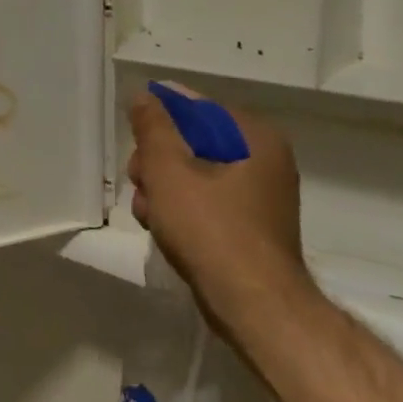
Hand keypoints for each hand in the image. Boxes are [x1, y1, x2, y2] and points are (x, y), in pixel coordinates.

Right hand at [128, 84, 309, 325]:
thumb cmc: (210, 228)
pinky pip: (206, 201)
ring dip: (162, 188)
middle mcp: (264, 159)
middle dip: (157, 162)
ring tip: (148, 213)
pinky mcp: (250, 225)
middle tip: (141, 182)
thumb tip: (145, 96)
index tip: (138, 146)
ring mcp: (259, 195)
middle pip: (192, 142)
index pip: (196, 108)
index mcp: (255, 137)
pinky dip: (181, 209)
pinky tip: (161, 227)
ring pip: (194, 173)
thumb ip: (152, 126)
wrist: (252, 305)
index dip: (160, 123)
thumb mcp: (168, 169)